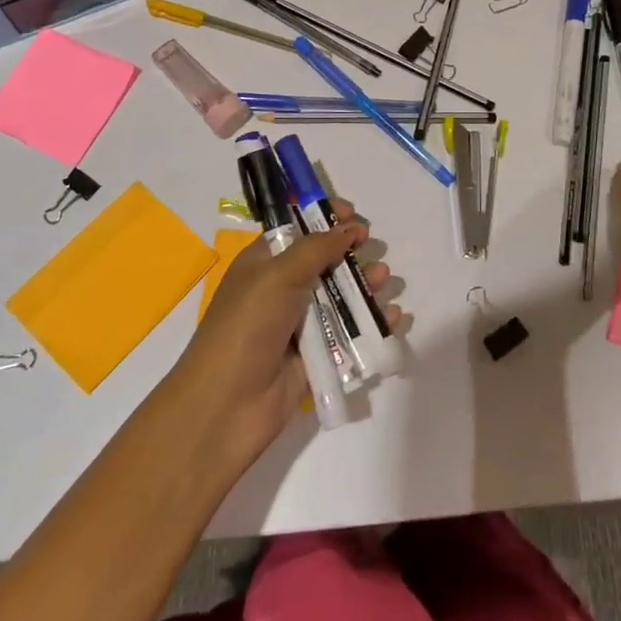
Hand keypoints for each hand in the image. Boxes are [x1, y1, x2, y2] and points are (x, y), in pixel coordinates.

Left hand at [172, 200, 399, 472]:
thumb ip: (316, 249)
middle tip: (374, 251)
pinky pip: (352, 334)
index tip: (353, 214)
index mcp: (265, 264)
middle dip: (353, 254)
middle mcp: (283, 290)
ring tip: (385, 281)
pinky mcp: (318, 357)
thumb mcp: (276, 276)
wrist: (226, 406)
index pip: (298, 231)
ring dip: (367, 286)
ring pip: (342, 298)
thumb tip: (348, 228)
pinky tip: (395, 317)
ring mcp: (301, 325)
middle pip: (326, 263)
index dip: (324, 219)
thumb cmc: (246, 327)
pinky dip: (375, 324)